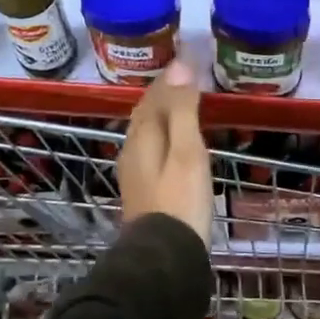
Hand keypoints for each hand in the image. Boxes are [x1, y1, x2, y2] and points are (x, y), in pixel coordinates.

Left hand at [118, 62, 211, 246]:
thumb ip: (183, 109)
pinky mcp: (145, 191)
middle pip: (146, 114)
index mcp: (142, 137)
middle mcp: (132, 150)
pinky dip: (166, 136)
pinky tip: (177, 145)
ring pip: (148, 133)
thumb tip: (179, 65)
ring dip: (164, 115)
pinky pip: (153, 150)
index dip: (168, 77)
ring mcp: (136, 173)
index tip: (186, 59)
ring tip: (184, 106)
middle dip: (163, 94)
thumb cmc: (180, 200)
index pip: (153, 96)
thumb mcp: (187, 151)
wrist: (164, 259)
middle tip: (186, 79)